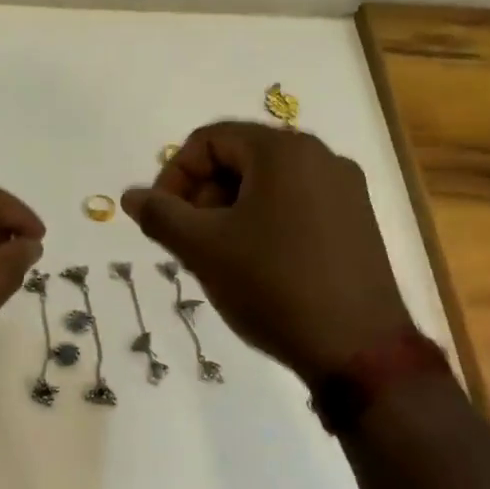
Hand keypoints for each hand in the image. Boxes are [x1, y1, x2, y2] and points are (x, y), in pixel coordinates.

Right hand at [122, 122, 408, 382]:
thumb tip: (131, 196)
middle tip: (189, 240)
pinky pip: (296, 205)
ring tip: (219, 257)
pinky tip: (256, 266)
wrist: (358, 349)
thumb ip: (160, 215)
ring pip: (268, 184)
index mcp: (284, 150)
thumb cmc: (272, 286)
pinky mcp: (357, 222)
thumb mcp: (203, 249)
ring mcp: (346, 190)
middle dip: (203, 194)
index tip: (162, 218)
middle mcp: (321, 157)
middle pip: (240, 157)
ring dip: (230, 211)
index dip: (174, 174)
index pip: (209, 139)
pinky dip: (264, 223)